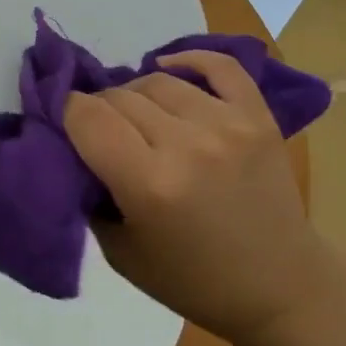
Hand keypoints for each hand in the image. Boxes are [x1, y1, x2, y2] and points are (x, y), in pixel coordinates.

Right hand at [62, 50, 319, 345]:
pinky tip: (170, 67)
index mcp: (149, 184)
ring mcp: (228, 125)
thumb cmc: (192, 280)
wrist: (279, 287)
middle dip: (100, 108)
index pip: (87, 117)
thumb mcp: (120, 252)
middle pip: (120, 96)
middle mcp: (187, 145)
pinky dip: (189, 59)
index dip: (66, 112)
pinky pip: (219, 65)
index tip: (65, 123)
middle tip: (102, 130)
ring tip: (139, 115)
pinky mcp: (258, 116)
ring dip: (137, 93)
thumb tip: (74, 147)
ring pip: (159, 80)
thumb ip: (91, 193)